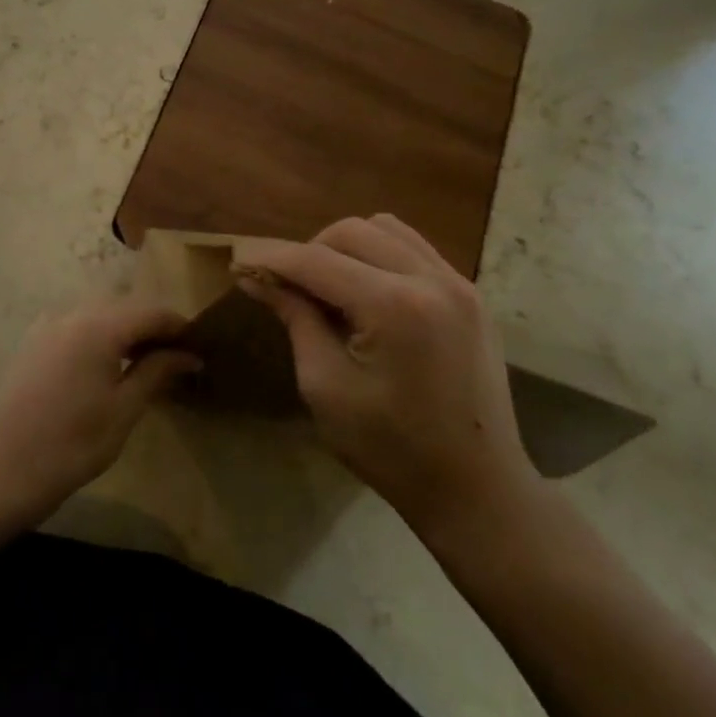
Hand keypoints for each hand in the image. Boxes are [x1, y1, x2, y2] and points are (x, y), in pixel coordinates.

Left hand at [0, 299, 199, 526]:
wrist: (7, 468)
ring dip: (124, 330)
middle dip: (152, 327)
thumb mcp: (125, 408)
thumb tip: (189, 354)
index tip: (199, 348)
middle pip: (124, 307)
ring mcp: (47, 325)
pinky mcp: (32, 341)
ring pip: (98, 314)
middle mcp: (72, 314)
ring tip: (144, 362)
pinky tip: (105, 364)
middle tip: (175, 358)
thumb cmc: (75, 443)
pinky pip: (74, 325)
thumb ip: (157, 371)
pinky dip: (97, 335)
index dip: (179, 327)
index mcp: (99, 326)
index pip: (152, 312)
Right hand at [233, 216, 540, 550]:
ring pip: (385, 228)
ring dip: (346, 247)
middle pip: (351, 231)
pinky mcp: (470, 295)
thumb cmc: (391, 448)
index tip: (239, 263)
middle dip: (310, 251)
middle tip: (289, 289)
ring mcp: (458, 283)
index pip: (316, 261)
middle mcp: (431, 280)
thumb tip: (256, 277)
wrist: (476, 488)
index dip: (272, 259)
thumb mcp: (326, 386)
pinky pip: (414, 249)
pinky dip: (380, 255)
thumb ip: (295, 319)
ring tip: (330, 288)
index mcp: (393, 307)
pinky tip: (367, 292)